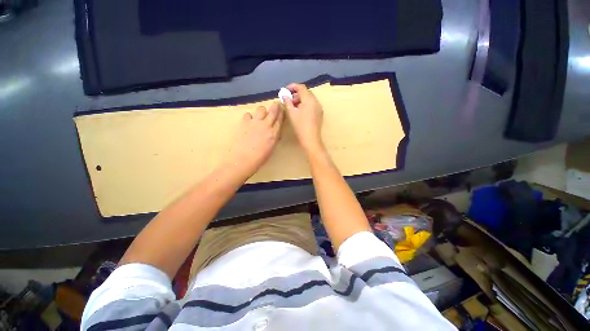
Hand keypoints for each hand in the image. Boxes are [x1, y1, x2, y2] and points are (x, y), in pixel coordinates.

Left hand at [225, 102, 283, 178]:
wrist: (243, 160)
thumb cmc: (259, 158)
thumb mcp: (271, 148)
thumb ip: (273, 138)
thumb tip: (274, 132)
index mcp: (274, 133)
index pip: (280, 119)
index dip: (282, 113)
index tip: (282, 109)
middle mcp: (266, 125)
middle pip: (273, 111)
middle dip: (275, 106)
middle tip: (276, 104)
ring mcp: (255, 122)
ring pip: (261, 109)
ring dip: (262, 111)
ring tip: (261, 115)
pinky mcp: (244, 122)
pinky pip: (248, 114)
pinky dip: (249, 117)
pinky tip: (249, 122)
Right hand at [283, 83, 324, 154]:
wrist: (311, 139)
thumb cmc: (300, 126)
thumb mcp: (291, 113)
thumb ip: (287, 102)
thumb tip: (284, 95)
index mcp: (309, 100)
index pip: (301, 87)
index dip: (292, 86)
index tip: (285, 90)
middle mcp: (316, 101)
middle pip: (306, 93)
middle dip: (296, 94)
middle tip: (288, 100)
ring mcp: (319, 108)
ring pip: (309, 99)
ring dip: (300, 100)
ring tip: (292, 107)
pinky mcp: (319, 114)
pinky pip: (312, 105)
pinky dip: (305, 105)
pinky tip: (299, 112)